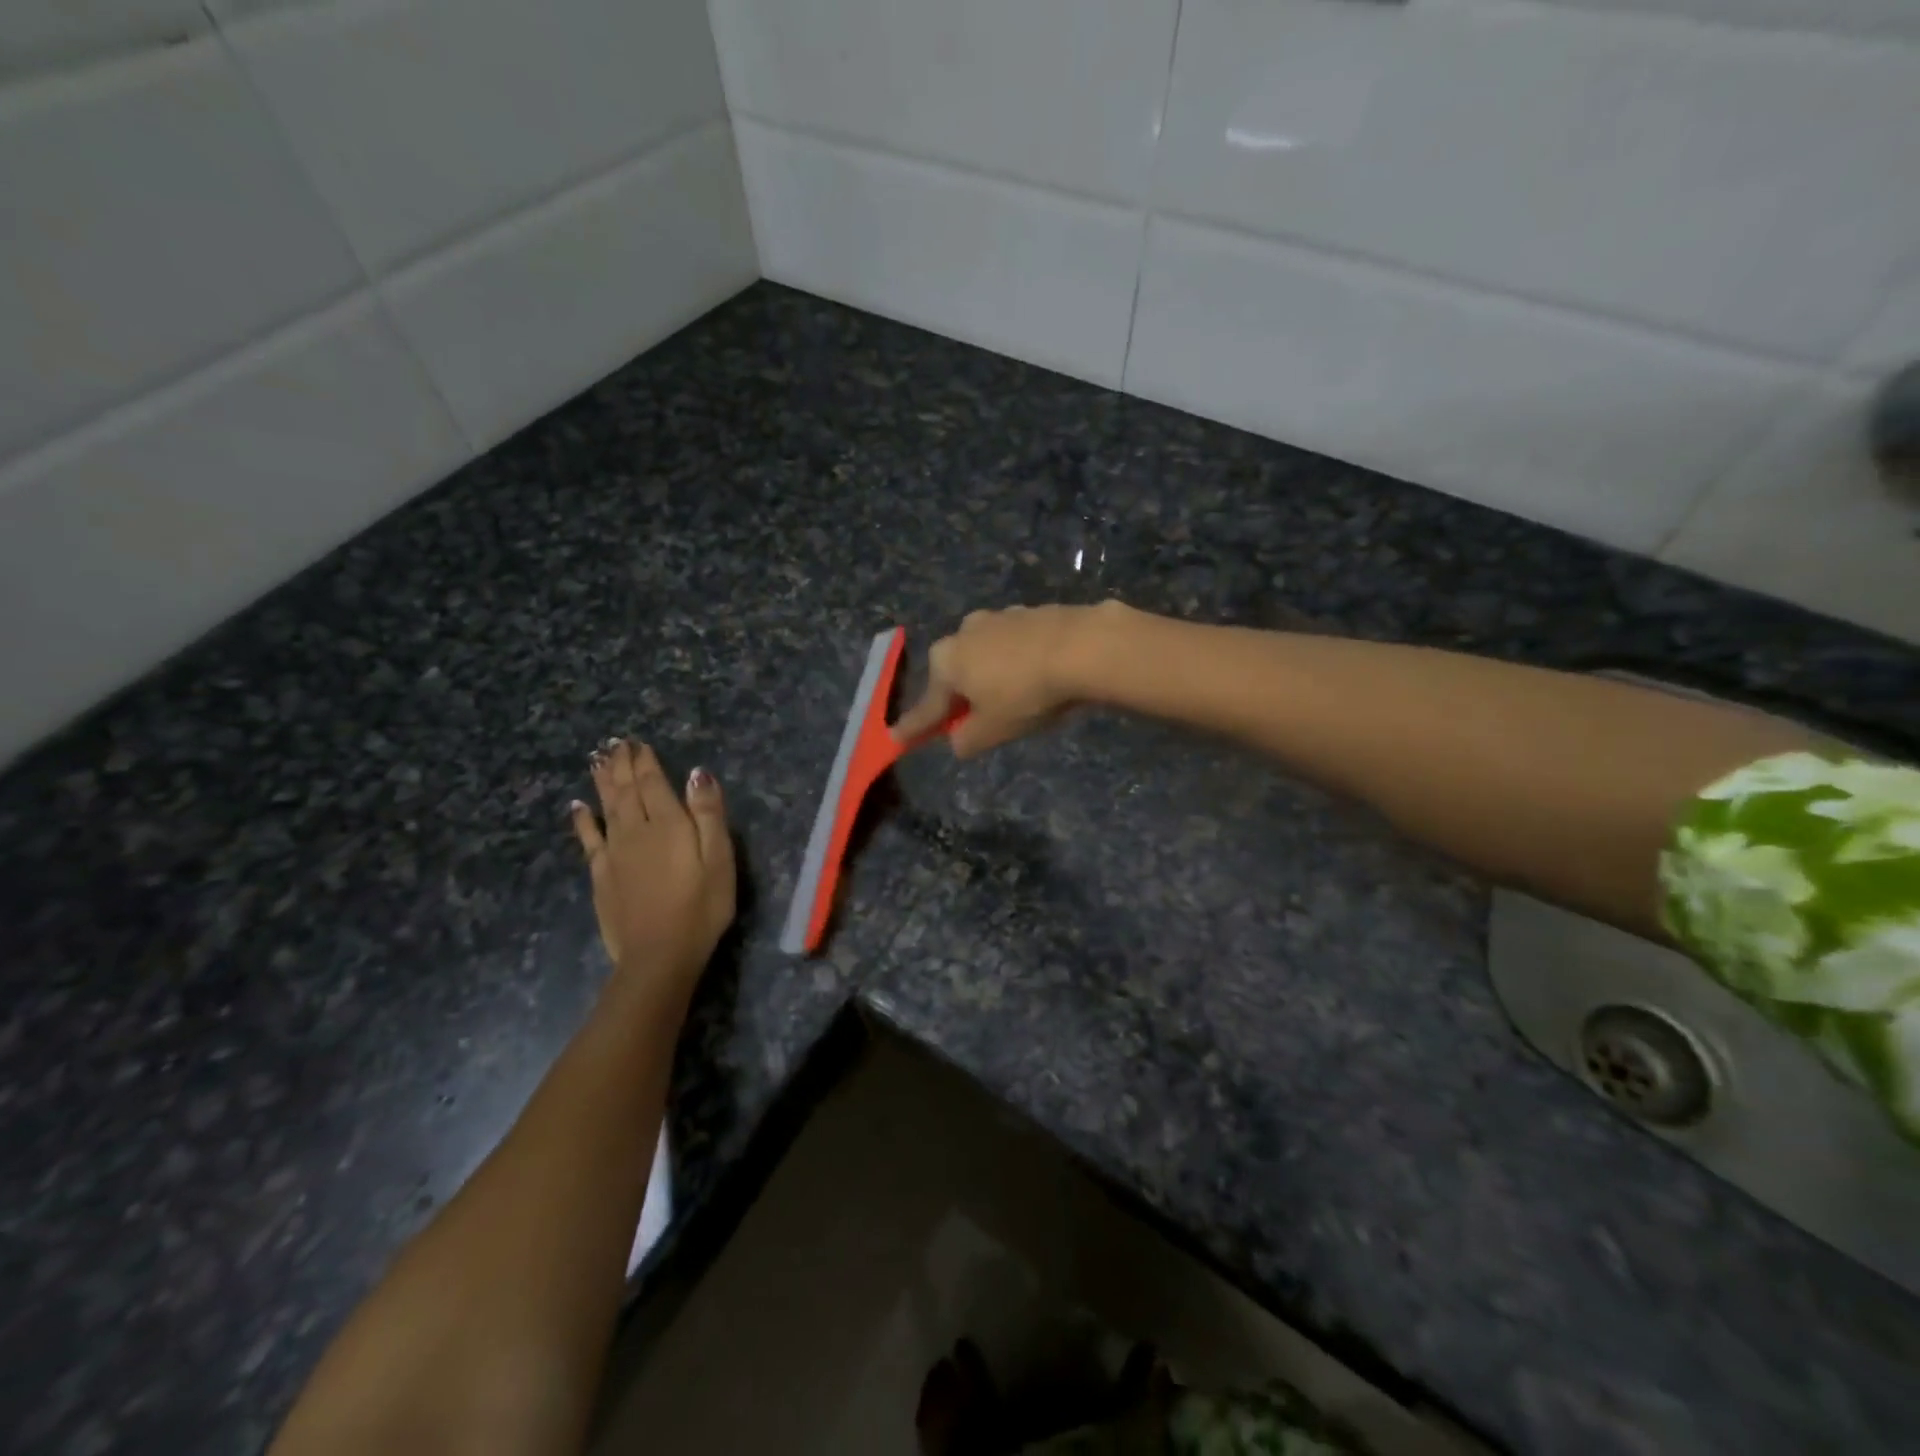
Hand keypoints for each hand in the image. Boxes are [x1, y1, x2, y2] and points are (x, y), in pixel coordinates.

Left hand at [571, 739, 735, 996]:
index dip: (646, 761)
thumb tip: (697, 774)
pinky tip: (577, 806)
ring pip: (606, 807)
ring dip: (602, 781)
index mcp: (668, 824)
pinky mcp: (601, 875)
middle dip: (622, 764)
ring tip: (597, 760)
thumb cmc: (701, 907)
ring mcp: (614, 852)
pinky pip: (588, 838)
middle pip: (626, 790)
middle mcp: (635, 830)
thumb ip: (708, 814)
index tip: (638, 742)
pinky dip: (583, 819)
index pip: (653, 783)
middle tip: (615, 743)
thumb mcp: (719, 859)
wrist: (659, 955)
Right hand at [893, 603, 1109, 758]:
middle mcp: (965, 633)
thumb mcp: (993, 730)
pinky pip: (1016, 646)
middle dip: (961, 697)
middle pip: (956, 674)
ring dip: (992, 677)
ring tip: (1015, 699)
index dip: (914, 727)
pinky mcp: (1032, 612)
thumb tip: (958, 740)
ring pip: (987, 656)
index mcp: (946, 661)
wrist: (1084, 647)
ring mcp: (999, 617)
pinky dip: (1019, 663)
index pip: (927, 706)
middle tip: (972, 721)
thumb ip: (967, 739)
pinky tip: (1039, 676)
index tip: (896, 738)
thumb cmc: (1026, 693)